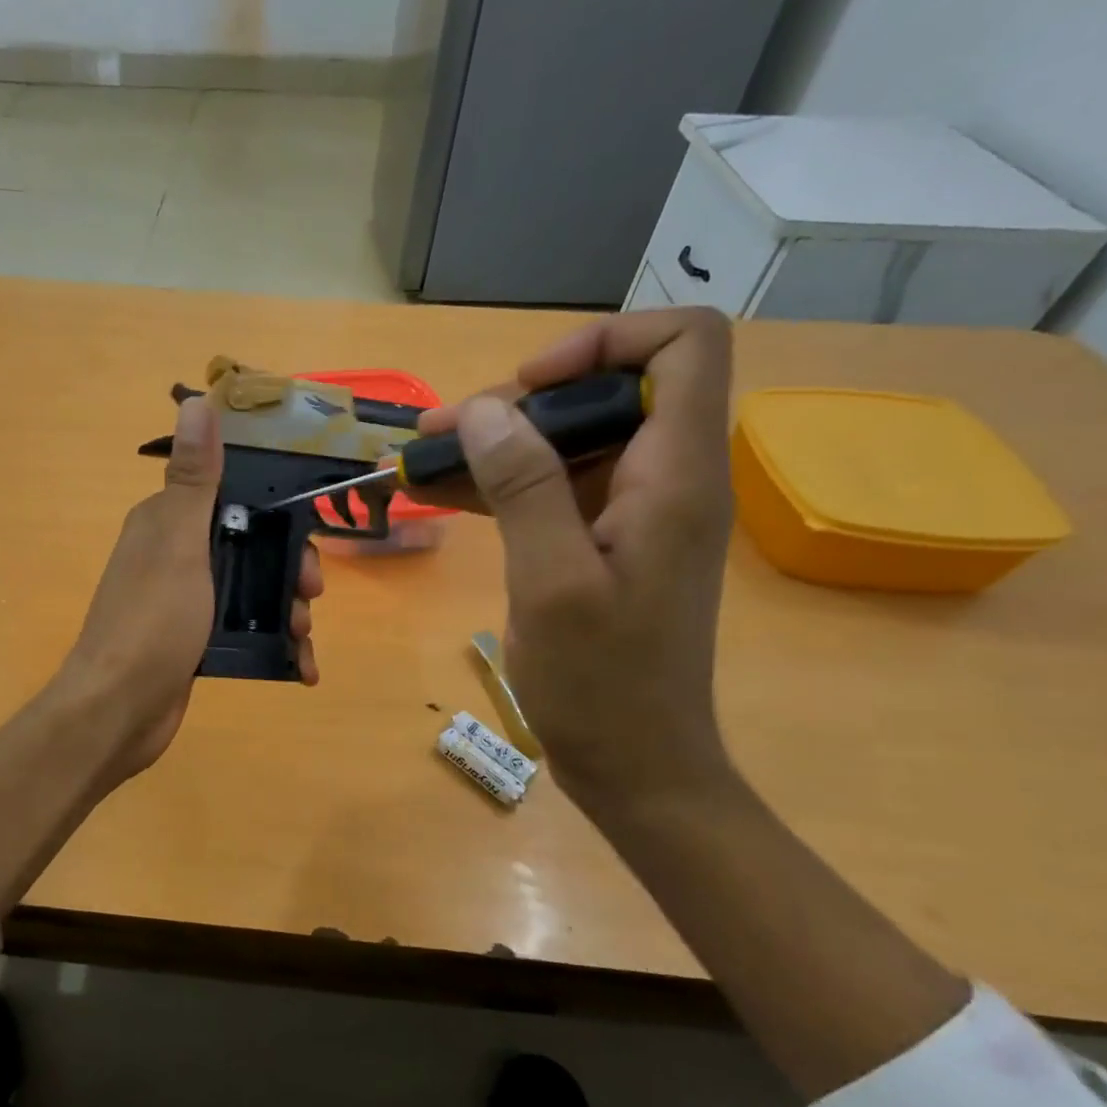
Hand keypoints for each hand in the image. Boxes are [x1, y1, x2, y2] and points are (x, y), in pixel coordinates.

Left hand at [57, 396, 323, 781]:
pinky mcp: (192, 642)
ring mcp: (184, 602)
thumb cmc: (152, 621)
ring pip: (250, 590)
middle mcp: (174, 556)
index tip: (307, 538)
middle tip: (309, 594)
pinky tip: (299, 666)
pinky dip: (273, 644)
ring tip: (302, 636)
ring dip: (285, 609)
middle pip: (249, 546)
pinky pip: (242, 630)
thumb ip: (194, 480)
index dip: (276, 513)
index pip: (233, 498)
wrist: (118, 709)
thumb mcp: (179, 543)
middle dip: (287, 569)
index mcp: (167, 523)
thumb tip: (196, 401)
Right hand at [406, 308, 734, 811]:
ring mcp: (634, 514)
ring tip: (424, 460)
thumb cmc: (601, 682)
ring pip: (571, 442)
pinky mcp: (605, 544)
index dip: (605, 342)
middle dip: (522, 402)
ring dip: (499, 445)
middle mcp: (666, 479)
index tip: (528, 388)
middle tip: (444, 433)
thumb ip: (523, 488)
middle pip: (608, 391)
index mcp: (675, 475)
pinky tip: (442, 495)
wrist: (636, 764)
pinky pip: (555, 490)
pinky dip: (502, 486)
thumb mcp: (551, 581)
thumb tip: (487, 409)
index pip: (682, 346)